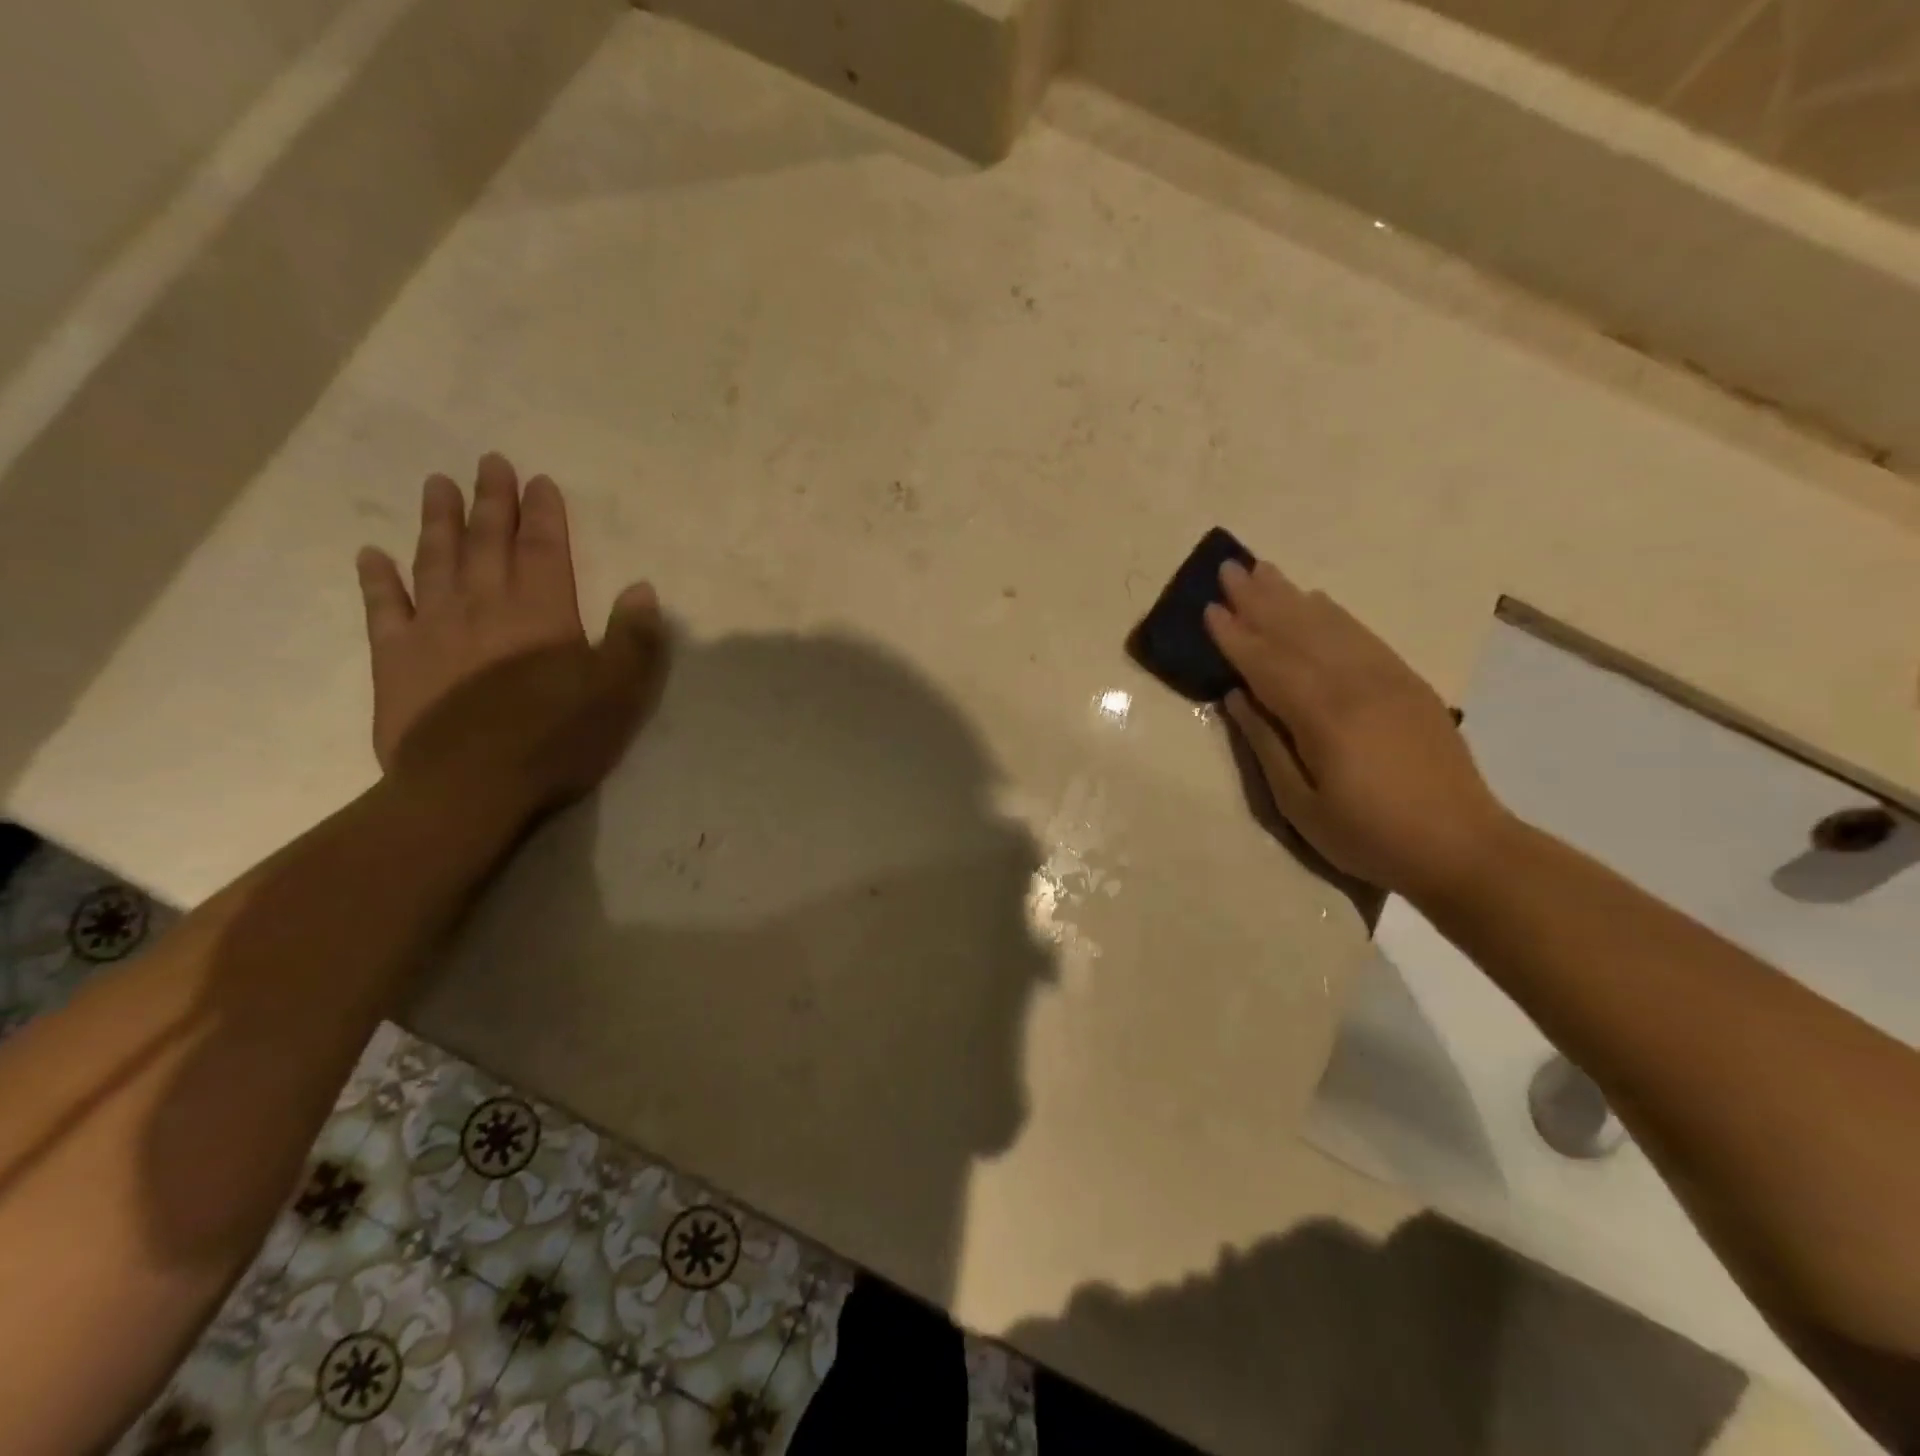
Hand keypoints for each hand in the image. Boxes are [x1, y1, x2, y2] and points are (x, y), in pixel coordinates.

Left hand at [355, 454, 666, 824]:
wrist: (469, 786)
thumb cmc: (556, 739)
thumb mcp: (618, 693)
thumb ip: (632, 639)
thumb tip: (641, 589)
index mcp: (542, 613)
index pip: (544, 549)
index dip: (543, 514)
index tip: (538, 480)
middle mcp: (485, 606)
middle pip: (487, 542)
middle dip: (491, 501)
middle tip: (488, 462)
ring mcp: (434, 629)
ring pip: (435, 561)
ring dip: (437, 522)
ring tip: (437, 485)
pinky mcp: (397, 660)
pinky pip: (383, 608)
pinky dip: (378, 579)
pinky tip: (373, 555)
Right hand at [1203, 560, 1507, 901]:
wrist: (1464, 847)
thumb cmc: (1370, 836)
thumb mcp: (1301, 806)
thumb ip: (1266, 746)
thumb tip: (1237, 697)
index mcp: (1323, 716)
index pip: (1267, 664)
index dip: (1235, 636)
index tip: (1208, 608)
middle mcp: (1355, 685)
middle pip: (1298, 632)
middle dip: (1259, 599)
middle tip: (1230, 568)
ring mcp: (1387, 679)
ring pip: (1330, 626)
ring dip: (1292, 596)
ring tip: (1264, 570)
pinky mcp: (1409, 684)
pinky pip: (1363, 636)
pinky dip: (1334, 614)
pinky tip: (1318, 600)